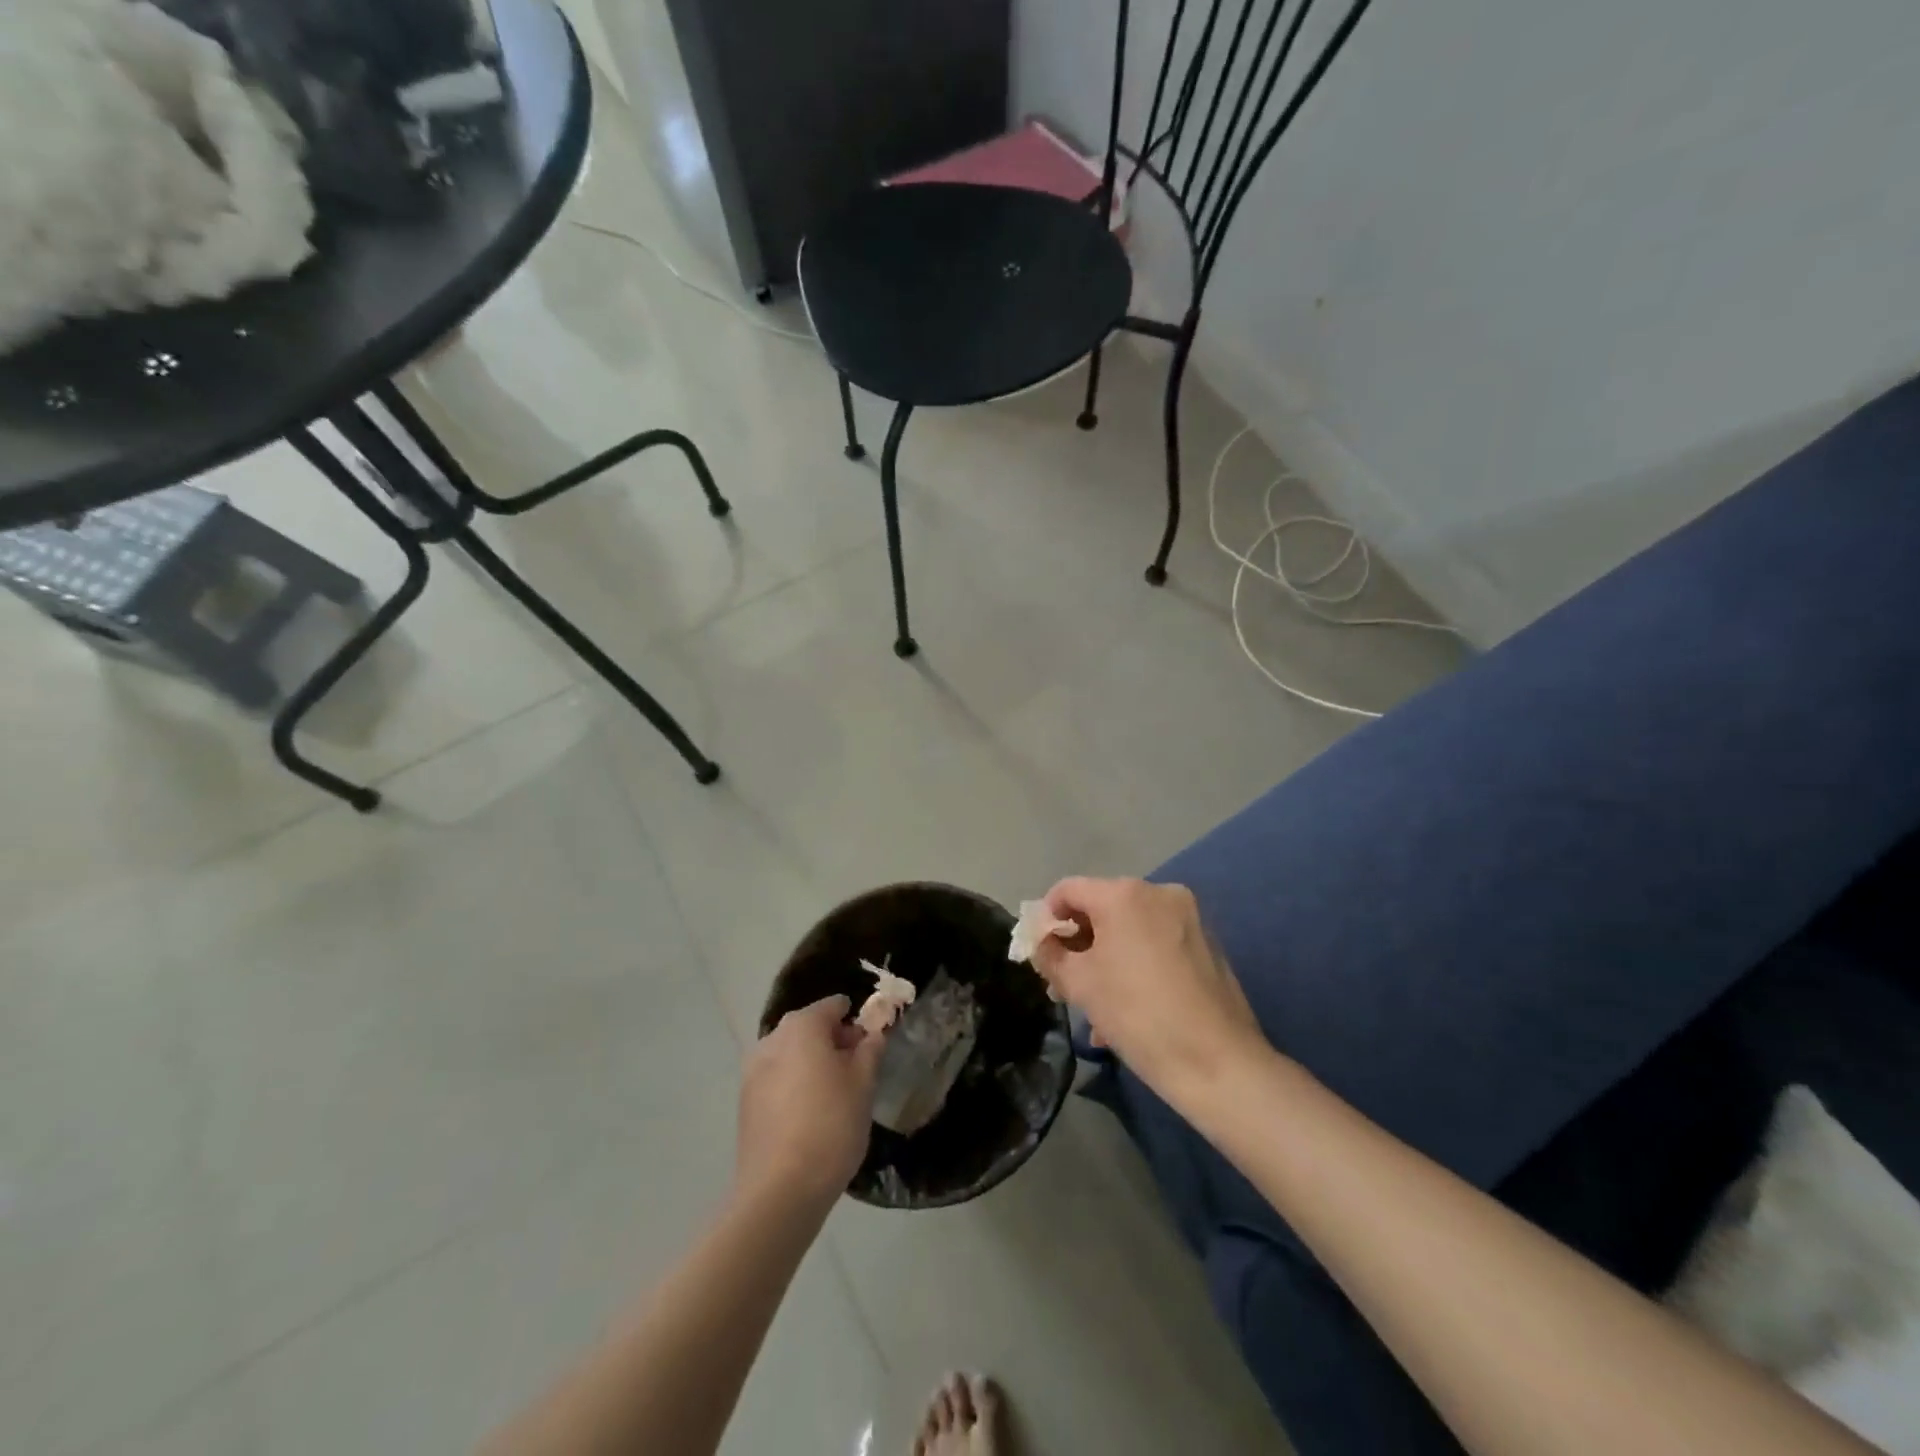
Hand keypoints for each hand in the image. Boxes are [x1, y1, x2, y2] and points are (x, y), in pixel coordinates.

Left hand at [738, 996, 885, 1208]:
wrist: (779, 1191)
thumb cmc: (830, 1126)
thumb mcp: (863, 1084)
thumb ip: (870, 1050)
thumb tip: (871, 1034)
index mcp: (802, 1026)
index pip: (834, 1006)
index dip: (856, 1022)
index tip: (871, 1046)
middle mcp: (772, 1039)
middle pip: (810, 1028)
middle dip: (834, 1042)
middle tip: (858, 1072)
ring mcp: (752, 1071)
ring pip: (792, 1054)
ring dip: (813, 1064)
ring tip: (835, 1096)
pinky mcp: (744, 1102)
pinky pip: (777, 1079)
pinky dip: (794, 1085)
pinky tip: (810, 1115)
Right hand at [1031, 878, 1263, 1103]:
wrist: (1219, 1063)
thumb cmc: (1138, 1015)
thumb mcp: (1080, 985)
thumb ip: (1051, 955)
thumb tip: (1043, 942)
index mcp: (1124, 894)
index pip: (1068, 890)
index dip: (1047, 918)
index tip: (1041, 954)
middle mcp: (1159, 893)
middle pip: (1102, 907)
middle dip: (1079, 944)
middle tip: (1065, 984)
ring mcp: (1189, 917)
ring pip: (1130, 930)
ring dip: (1107, 960)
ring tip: (1097, 1008)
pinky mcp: (1208, 942)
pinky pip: (1157, 944)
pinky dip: (1137, 965)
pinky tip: (1131, 1008)